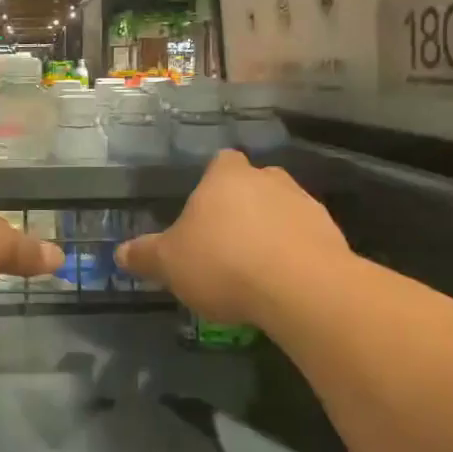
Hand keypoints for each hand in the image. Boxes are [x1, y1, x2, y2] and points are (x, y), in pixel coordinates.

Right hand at [116, 150, 348, 323]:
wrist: (301, 289)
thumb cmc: (223, 263)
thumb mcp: (169, 264)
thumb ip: (144, 256)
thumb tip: (120, 253)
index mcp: (226, 177)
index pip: (221, 162)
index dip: (213, 181)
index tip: (205, 208)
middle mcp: (268, 180)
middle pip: (254, 183)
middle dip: (243, 205)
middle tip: (226, 239)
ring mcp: (305, 204)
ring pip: (283, 209)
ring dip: (271, 230)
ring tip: (255, 266)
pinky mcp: (332, 235)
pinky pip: (306, 238)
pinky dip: (294, 253)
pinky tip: (281, 282)